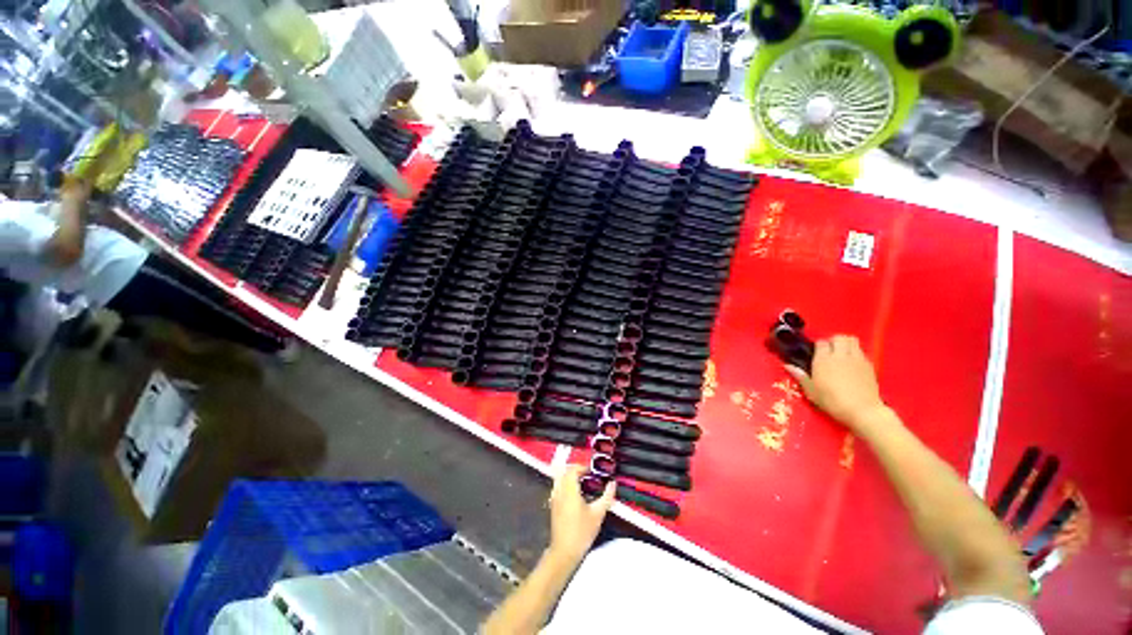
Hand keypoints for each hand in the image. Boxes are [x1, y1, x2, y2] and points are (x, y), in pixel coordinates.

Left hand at [547, 465, 615, 563]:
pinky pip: (557, 487)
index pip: (573, 469)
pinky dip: (565, 484)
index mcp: (569, 490)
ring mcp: (554, 498)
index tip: (592, 471)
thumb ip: (606, 497)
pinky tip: (574, 494)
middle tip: (588, 474)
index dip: (583, 467)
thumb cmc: (582, 532)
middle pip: (565, 472)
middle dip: (576, 470)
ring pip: (560, 479)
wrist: (564, 551)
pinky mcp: (553, 506)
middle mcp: (559, 491)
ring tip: (582, 482)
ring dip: (570, 477)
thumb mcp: (598, 514)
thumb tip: (612, 484)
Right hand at [785, 335, 891, 434]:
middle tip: (830, 351)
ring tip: (842, 354)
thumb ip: (800, 376)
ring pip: (852, 340)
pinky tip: (853, 364)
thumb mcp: (811, 391)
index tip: (816, 353)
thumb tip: (787, 365)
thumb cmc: (832, 401)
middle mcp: (840, 355)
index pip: (821, 342)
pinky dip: (856, 353)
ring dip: (846, 343)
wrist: (863, 410)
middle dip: (834, 341)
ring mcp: (857, 358)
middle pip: (838, 337)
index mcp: (823, 359)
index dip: (818, 346)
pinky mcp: (870, 365)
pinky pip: (862, 351)